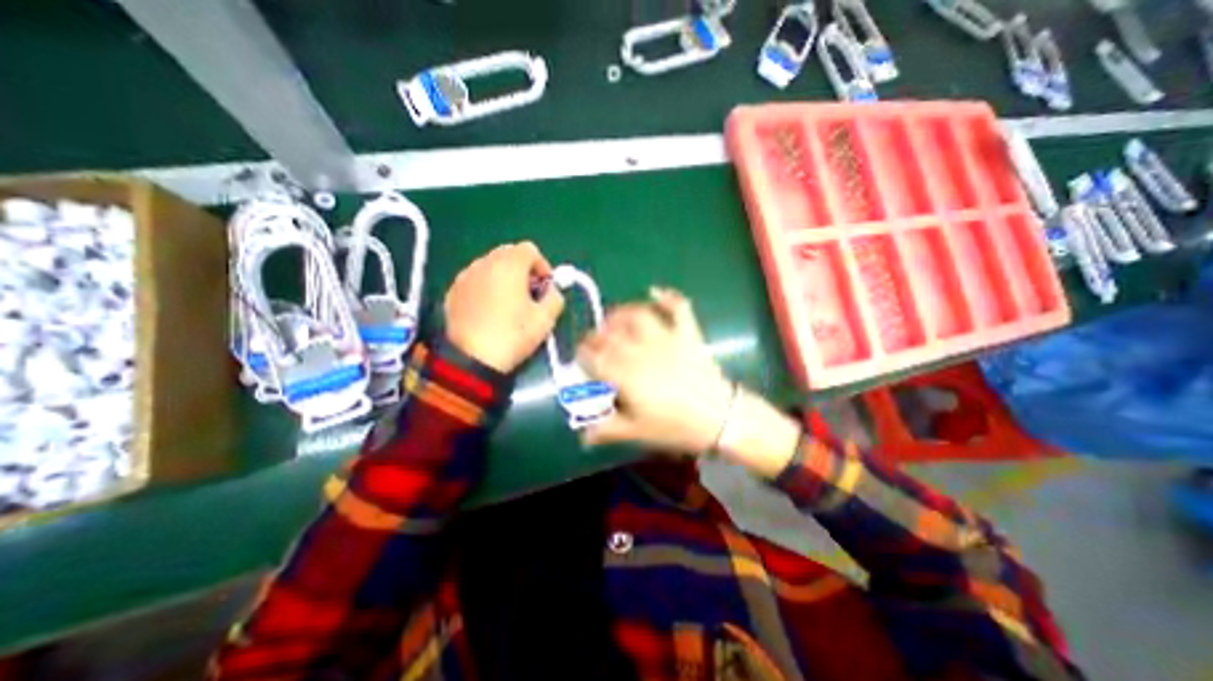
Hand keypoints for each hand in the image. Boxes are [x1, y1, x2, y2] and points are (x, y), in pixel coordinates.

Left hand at [445, 242, 567, 375]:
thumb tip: (552, 291)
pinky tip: (490, 310)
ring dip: (504, 276)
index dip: (542, 265)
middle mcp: (485, 263)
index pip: (530, 249)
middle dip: (523, 268)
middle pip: (509, 253)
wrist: (471, 359)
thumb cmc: (513, 335)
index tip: (545, 286)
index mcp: (509, 265)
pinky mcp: (452, 291)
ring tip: (509, 302)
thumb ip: (555, 297)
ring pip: (490, 265)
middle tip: (530, 292)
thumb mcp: (545, 320)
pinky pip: (475, 279)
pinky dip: (486, 286)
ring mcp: (465, 276)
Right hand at [575, 286, 734, 454]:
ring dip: (622, 312)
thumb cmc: (675, 427)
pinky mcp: (687, 334)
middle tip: (594, 339)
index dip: (584, 353)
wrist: (720, 418)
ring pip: (638, 316)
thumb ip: (607, 429)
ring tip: (613, 316)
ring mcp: (666, 338)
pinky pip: (678, 309)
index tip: (580, 355)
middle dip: (597, 334)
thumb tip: (582, 435)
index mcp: (626, 374)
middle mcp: (641, 350)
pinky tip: (655, 291)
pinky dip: (667, 297)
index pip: (596, 356)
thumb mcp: (637, 432)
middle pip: (612, 334)